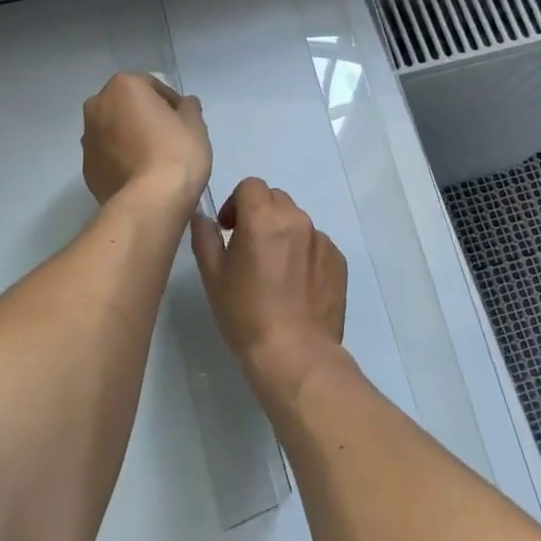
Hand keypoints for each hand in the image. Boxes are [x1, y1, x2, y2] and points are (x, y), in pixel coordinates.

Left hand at [81, 72, 211, 211]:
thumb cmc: (176, 153)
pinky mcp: (86, 168)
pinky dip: (120, 160)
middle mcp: (97, 106)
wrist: (151, 201)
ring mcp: (87, 138)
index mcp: (123, 86)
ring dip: (129, 138)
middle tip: (167, 138)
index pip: (152, 86)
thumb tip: (184, 104)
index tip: (183, 122)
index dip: (171, 103)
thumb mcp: (195, 125)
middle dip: (144, 117)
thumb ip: (188, 107)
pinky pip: (108, 156)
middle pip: (126, 106)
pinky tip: (139, 175)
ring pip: (113, 131)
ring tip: (152, 159)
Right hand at [191, 178, 347, 395]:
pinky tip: (295, 286)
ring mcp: (322, 240)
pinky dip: (303, 253)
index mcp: (263, 218)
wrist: (294, 353)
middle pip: (275, 199)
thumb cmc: (245, 315)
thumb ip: (205, 237)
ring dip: (283, 233)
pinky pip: (316, 244)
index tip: (229, 229)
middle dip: (259, 214)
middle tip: (248, 248)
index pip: (250, 186)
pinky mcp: (338, 261)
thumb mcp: (213, 276)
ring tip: (274, 271)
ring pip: (297, 221)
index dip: (236, 203)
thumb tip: (203, 216)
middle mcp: (297, 220)